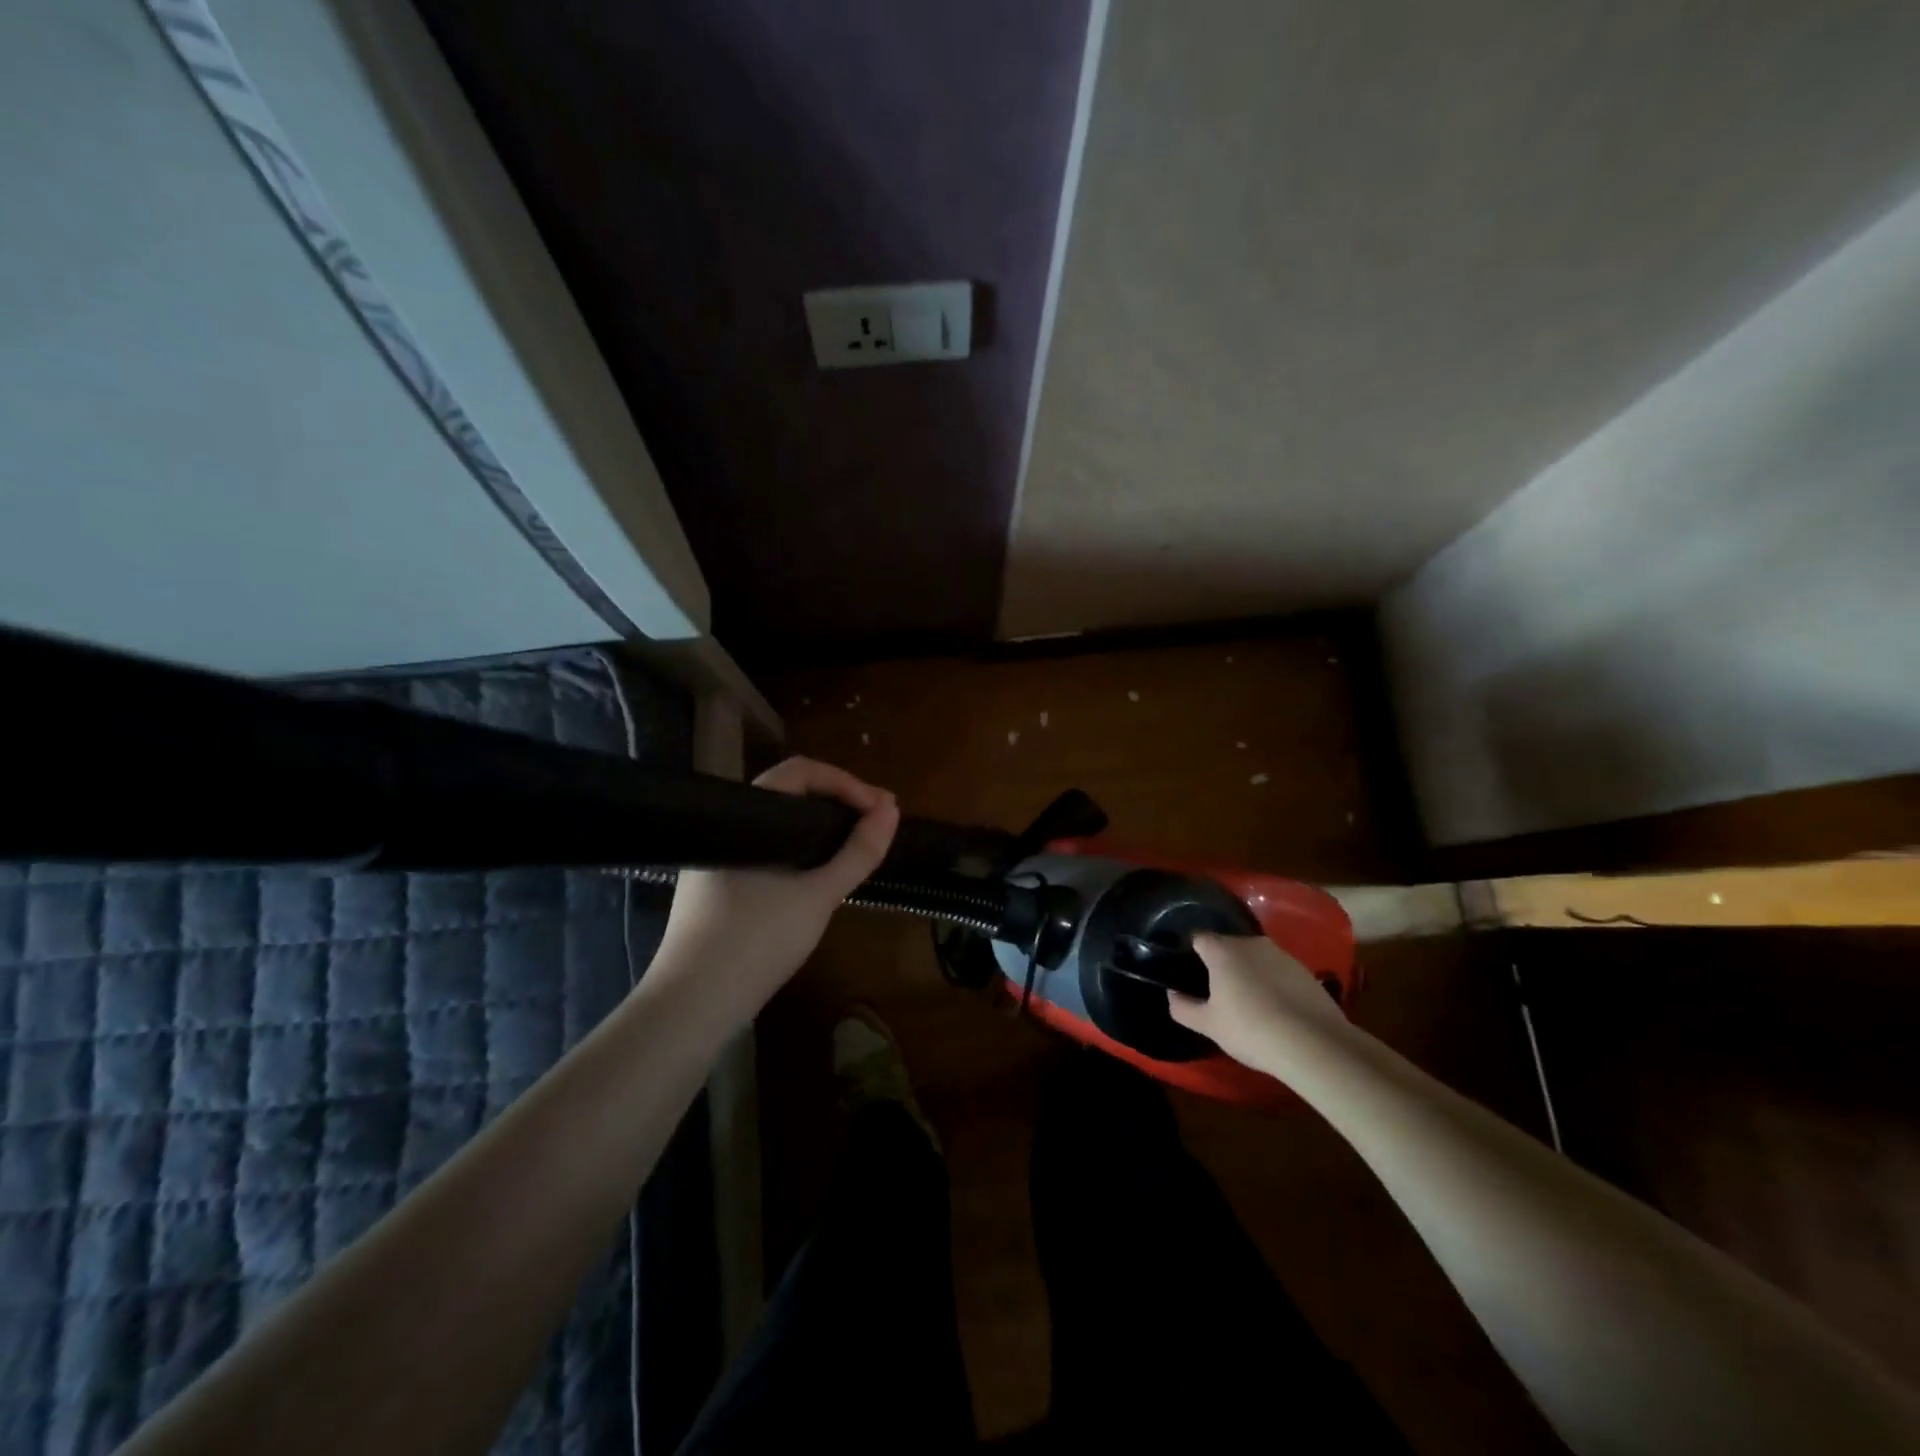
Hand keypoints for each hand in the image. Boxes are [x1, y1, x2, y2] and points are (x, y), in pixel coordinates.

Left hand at [650, 757, 898, 1023]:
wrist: (690, 1006)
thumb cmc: (756, 942)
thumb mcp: (818, 896)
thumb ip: (858, 852)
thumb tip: (891, 810)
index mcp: (745, 817)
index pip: (801, 772)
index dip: (847, 783)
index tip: (881, 809)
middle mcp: (727, 827)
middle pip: (790, 794)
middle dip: (840, 803)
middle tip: (880, 823)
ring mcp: (720, 858)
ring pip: (780, 826)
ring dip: (822, 829)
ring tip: (858, 847)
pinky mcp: (719, 886)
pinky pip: (768, 850)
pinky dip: (801, 852)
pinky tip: (821, 874)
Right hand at [1168, 933, 1350, 1072]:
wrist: (1314, 1045)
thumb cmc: (1250, 1030)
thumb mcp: (1208, 1025)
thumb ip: (1183, 1007)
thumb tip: (1172, 994)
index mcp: (1222, 950)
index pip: (1198, 937)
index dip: (1191, 952)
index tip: (1190, 972)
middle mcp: (1251, 943)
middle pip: (1228, 946)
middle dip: (1221, 964)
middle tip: (1218, 992)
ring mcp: (1282, 955)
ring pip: (1255, 958)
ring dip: (1249, 973)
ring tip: (1249, 1003)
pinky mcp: (1305, 971)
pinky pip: (1278, 971)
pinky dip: (1273, 983)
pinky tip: (1276, 1010)